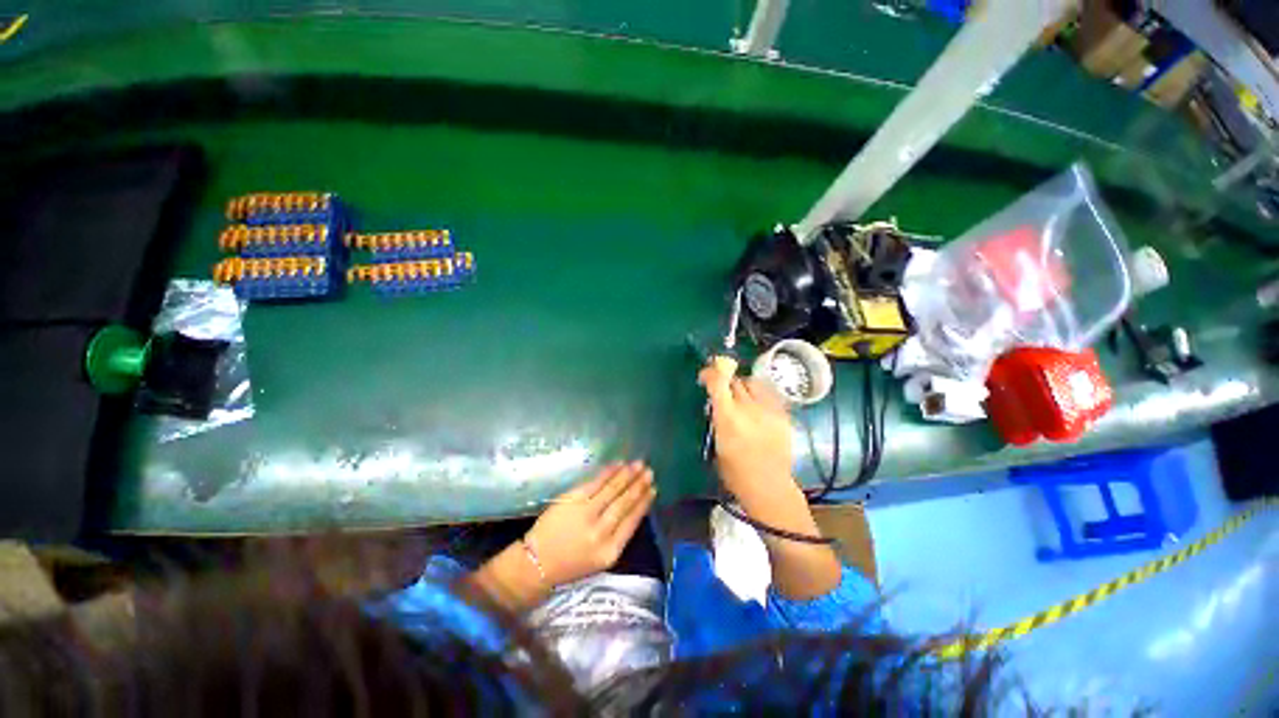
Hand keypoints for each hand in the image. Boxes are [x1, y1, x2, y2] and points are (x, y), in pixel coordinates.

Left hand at [525, 461, 655, 585]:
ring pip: (613, 490)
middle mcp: (600, 532)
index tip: (653, 490)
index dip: (644, 503)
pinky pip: (596, 483)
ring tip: (639, 465)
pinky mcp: (573, 500)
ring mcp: (586, 514)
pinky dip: (609, 472)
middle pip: (624, 503)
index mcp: (610, 551)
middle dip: (639, 485)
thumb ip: (618, 536)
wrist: (537, 563)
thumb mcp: (600, 559)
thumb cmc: (571, 563)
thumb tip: (634, 508)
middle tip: (649, 472)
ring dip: (627, 475)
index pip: (632, 522)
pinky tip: (618, 465)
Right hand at [698, 357, 795, 506]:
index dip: (710, 373)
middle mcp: (749, 408)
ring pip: (753, 383)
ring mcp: (769, 410)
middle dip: (725, 382)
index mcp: (728, 418)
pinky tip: (757, 408)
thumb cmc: (735, 472)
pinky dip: (759, 396)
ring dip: (743, 386)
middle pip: (735, 380)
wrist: (769, 486)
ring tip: (741, 397)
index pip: (719, 381)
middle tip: (721, 392)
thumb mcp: (717, 444)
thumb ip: (718, 419)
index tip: (704, 377)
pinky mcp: (783, 415)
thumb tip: (717, 404)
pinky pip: (768, 395)